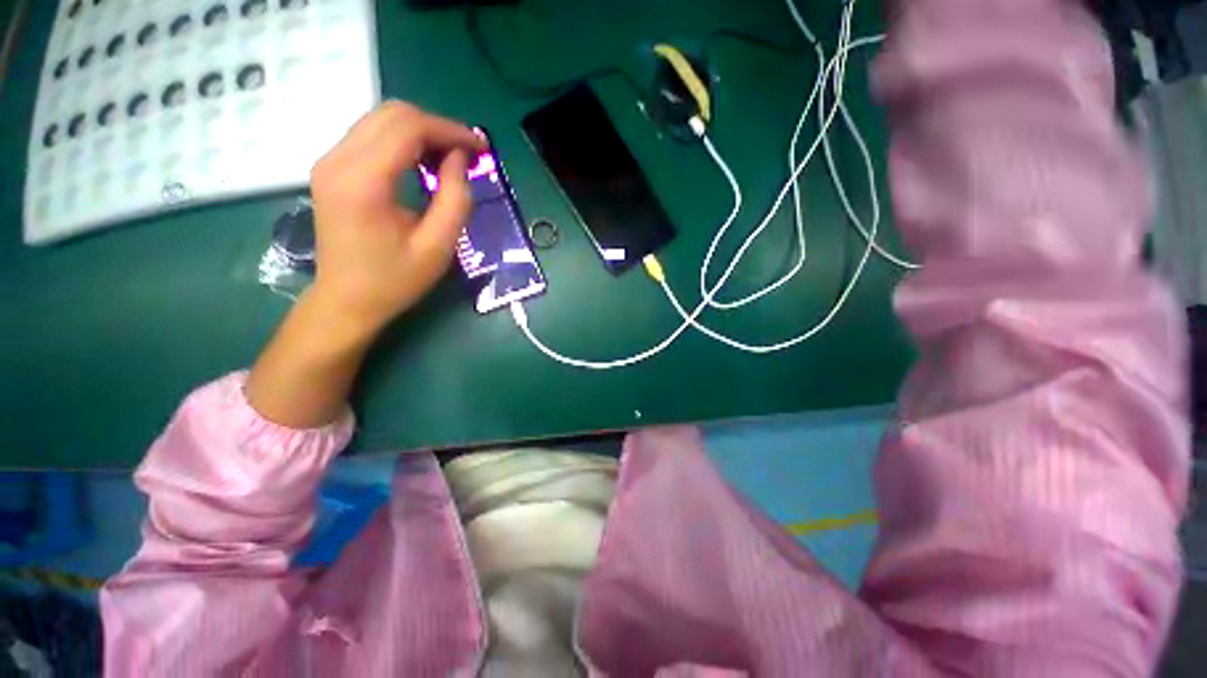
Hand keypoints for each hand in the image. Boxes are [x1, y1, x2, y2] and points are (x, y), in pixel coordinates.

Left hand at [309, 101, 485, 333]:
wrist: (346, 300)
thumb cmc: (395, 280)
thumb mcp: (438, 247)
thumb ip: (455, 199)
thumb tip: (459, 159)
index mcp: (364, 181)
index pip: (408, 128)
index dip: (450, 130)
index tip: (481, 148)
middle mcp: (338, 160)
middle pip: (392, 114)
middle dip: (437, 127)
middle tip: (467, 155)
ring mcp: (329, 161)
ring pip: (380, 119)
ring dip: (421, 132)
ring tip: (450, 159)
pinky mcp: (331, 168)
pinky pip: (370, 135)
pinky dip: (403, 140)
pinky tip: (423, 163)